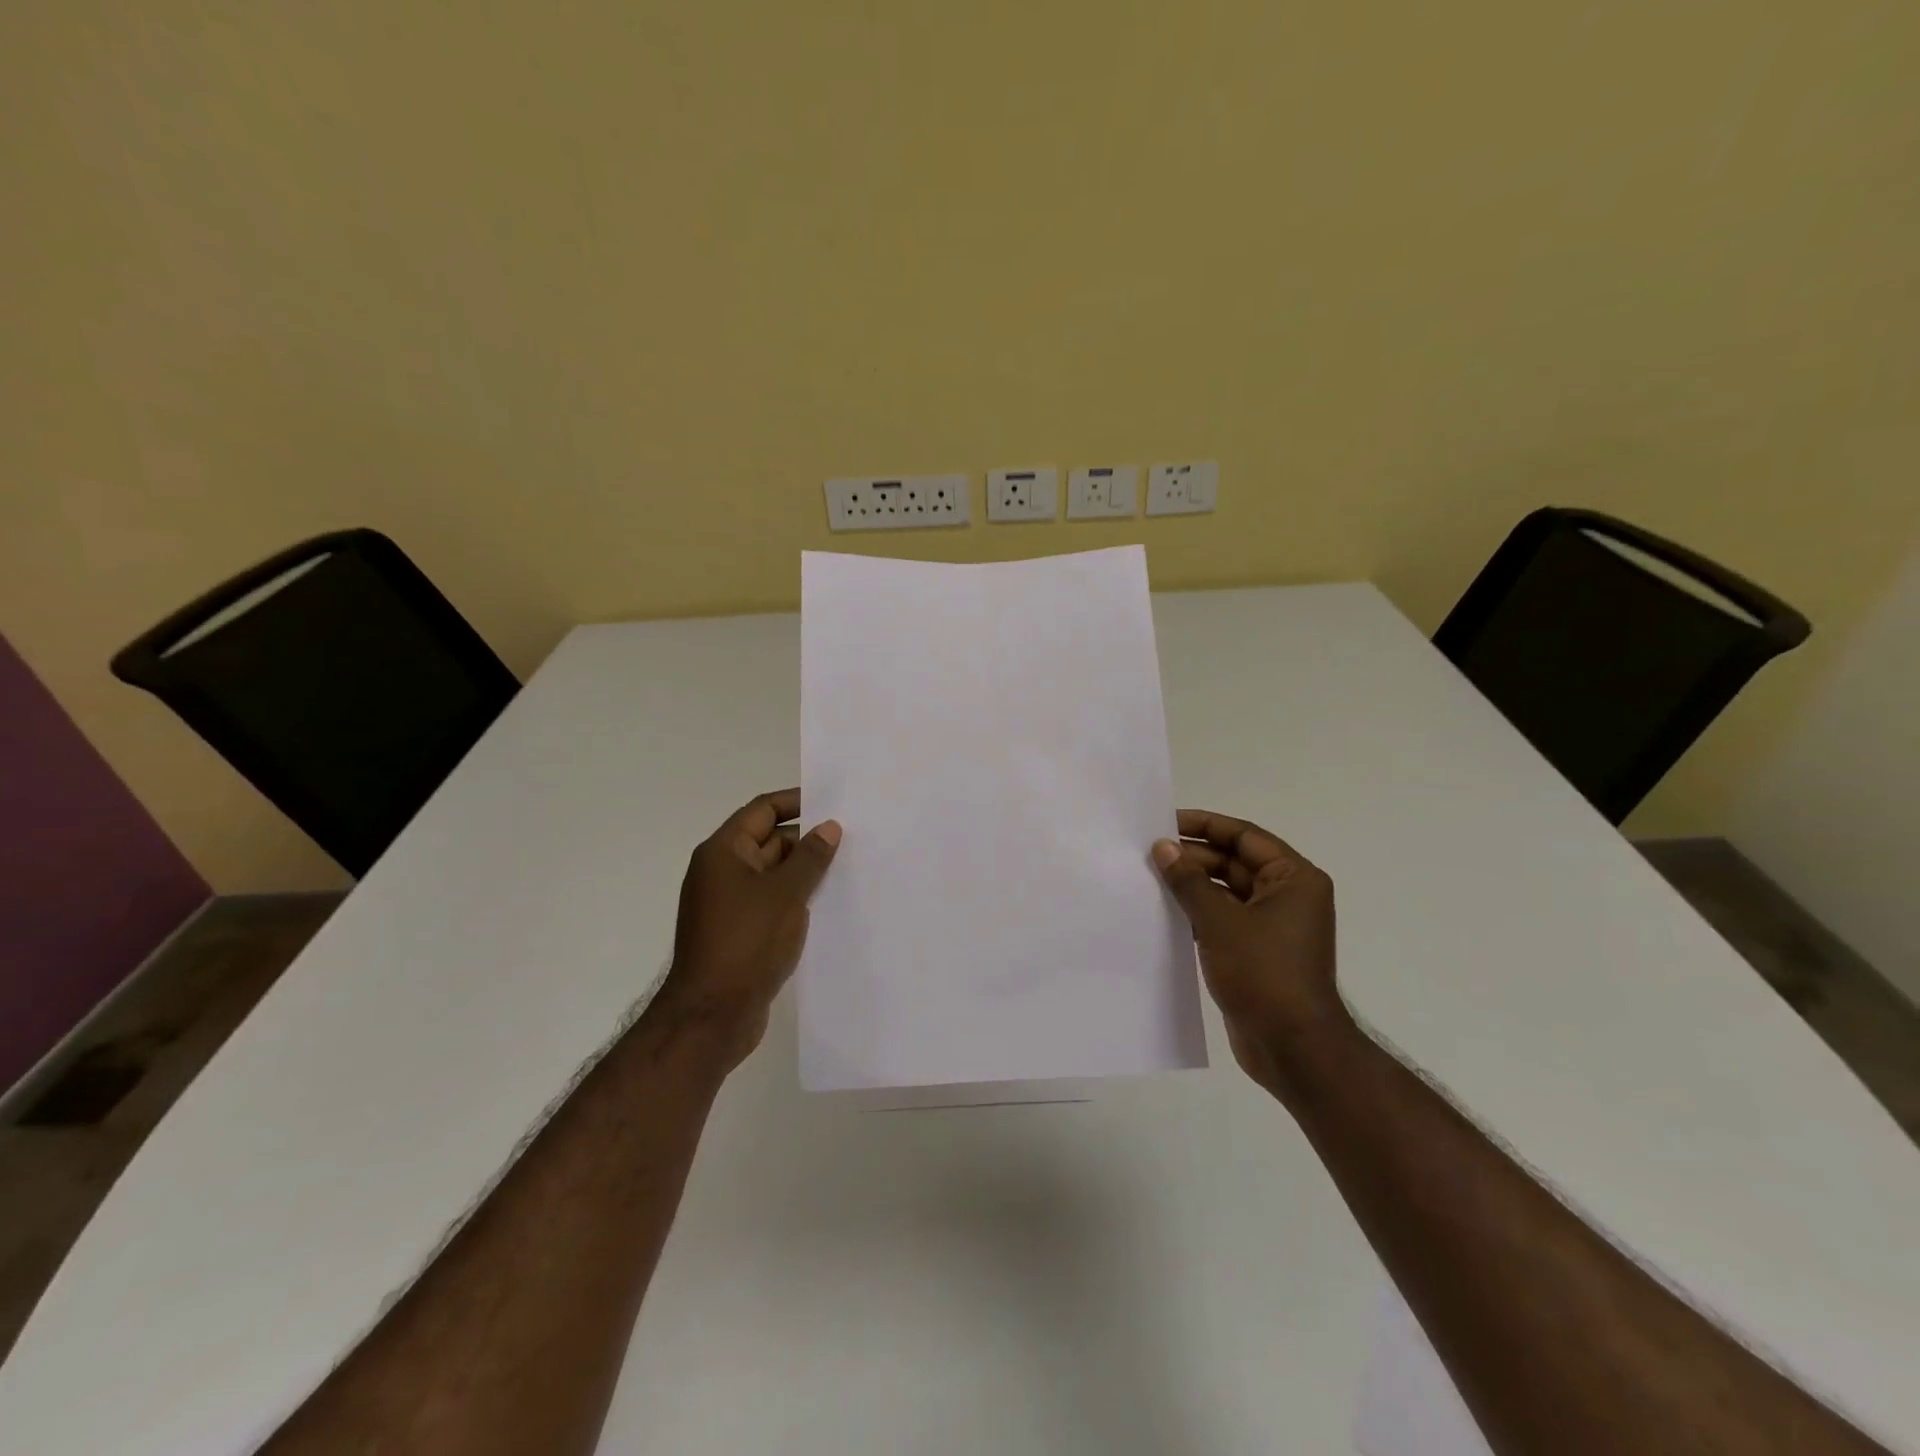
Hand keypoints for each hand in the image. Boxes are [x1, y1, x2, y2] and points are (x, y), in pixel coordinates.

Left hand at [658, 789, 841, 1069]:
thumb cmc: (747, 942)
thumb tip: (829, 827)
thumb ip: (810, 857)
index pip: (763, 810)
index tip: (833, 803)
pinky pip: (771, 902)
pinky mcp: (739, 932)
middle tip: (851, 839)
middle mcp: (721, 872)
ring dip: (804, 872)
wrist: (712, 1015)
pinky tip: (828, 905)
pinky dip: (796, 899)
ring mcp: (729, 904)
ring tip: (848, 869)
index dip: (797, 802)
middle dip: (807, 839)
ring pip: (773, 875)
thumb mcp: (786, 894)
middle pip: (768, 841)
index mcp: (723, 852)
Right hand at [1152, 810, 1346, 1092]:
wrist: (1293, 1048)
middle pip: (1234, 862)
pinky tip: (1163, 913)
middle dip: (1193, 858)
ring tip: (1149, 879)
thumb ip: (1189, 881)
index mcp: (1293, 879)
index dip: (1205, 825)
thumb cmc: (1264, 973)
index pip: (1244, 836)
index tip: (1165, 823)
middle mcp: (1287, 896)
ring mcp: (1272, 926)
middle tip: (1148, 853)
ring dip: (1191, 886)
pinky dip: (1197, 914)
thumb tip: (1163, 847)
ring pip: (1225, 892)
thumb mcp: (1220, 921)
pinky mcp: (1257, 952)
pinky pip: (1223, 920)